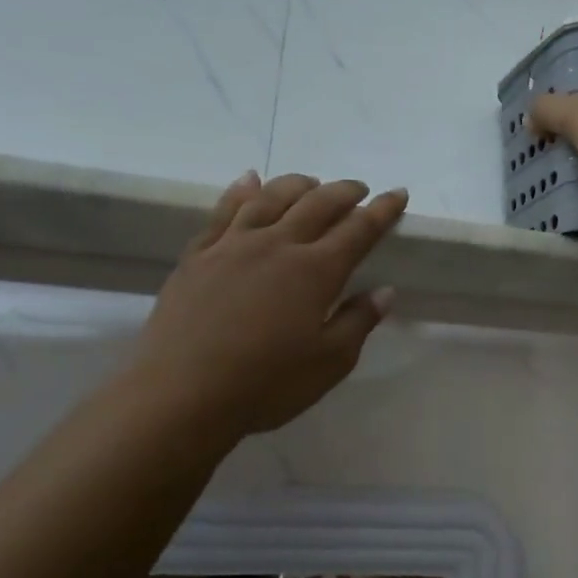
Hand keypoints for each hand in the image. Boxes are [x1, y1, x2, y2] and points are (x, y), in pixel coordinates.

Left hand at [129, 172, 408, 443]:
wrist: (180, 395)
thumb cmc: (266, 384)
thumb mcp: (329, 362)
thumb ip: (359, 321)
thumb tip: (384, 291)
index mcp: (315, 271)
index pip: (358, 230)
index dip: (382, 210)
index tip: (398, 193)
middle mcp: (277, 246)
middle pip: (317, 204)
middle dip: (344, 191)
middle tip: (358, 189)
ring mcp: (232, 246)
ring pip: (270, 198)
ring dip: (297, 184)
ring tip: (311, 182)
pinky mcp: (198, 256)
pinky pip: (223, 211)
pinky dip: (241, 191)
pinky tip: (249, 181)